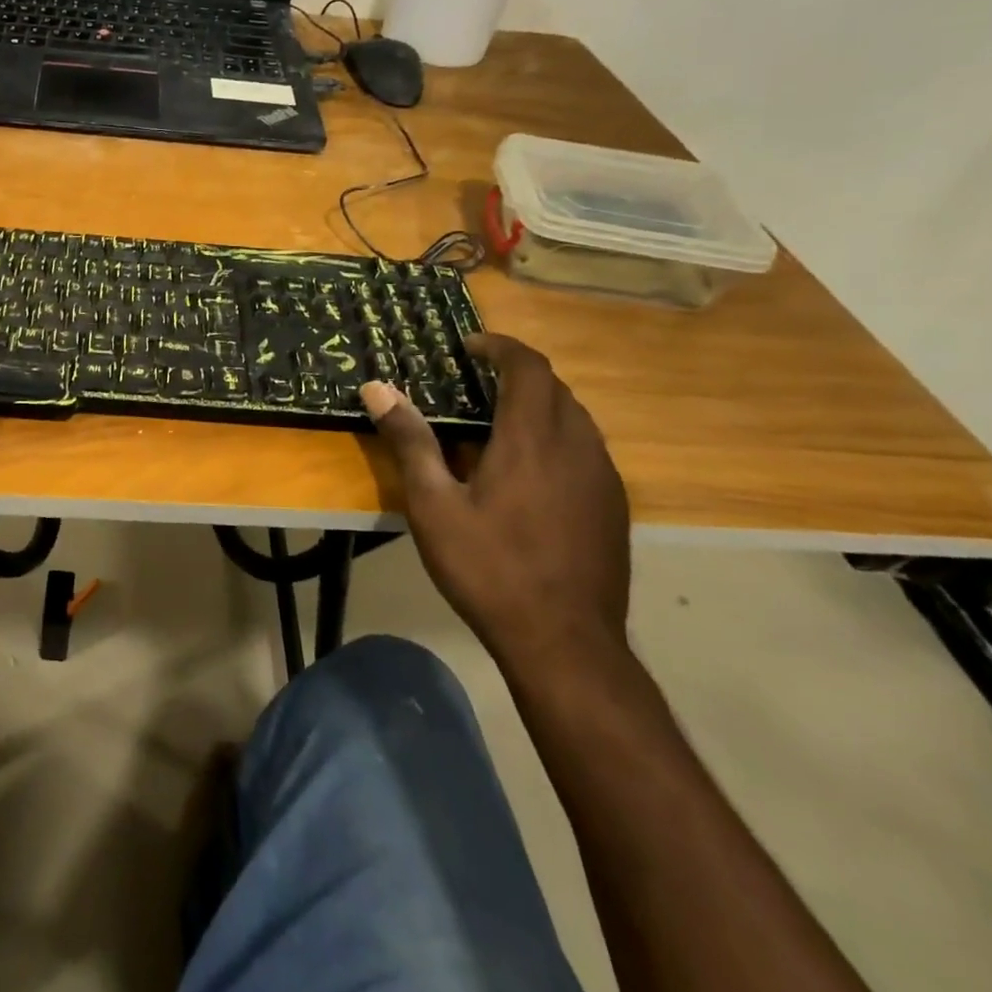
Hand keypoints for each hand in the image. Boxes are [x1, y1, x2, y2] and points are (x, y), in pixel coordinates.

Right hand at [360, 334, 630, 679]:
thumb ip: (410, 441)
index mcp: (532, 439)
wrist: (565, 644)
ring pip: (575, 419)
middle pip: (555, 389)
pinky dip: (557, 439)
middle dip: (517, 374)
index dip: (501, 347)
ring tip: (498, 425)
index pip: (529, 367)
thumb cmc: (490, 568)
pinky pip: (587, 451)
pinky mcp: (614, 508)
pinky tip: (529, 475)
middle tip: (475, 383)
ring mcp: (603, 479)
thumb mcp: (433, 505)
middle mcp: (577, 447)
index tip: (469, 346)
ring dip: (539, 406)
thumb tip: (377, 389)